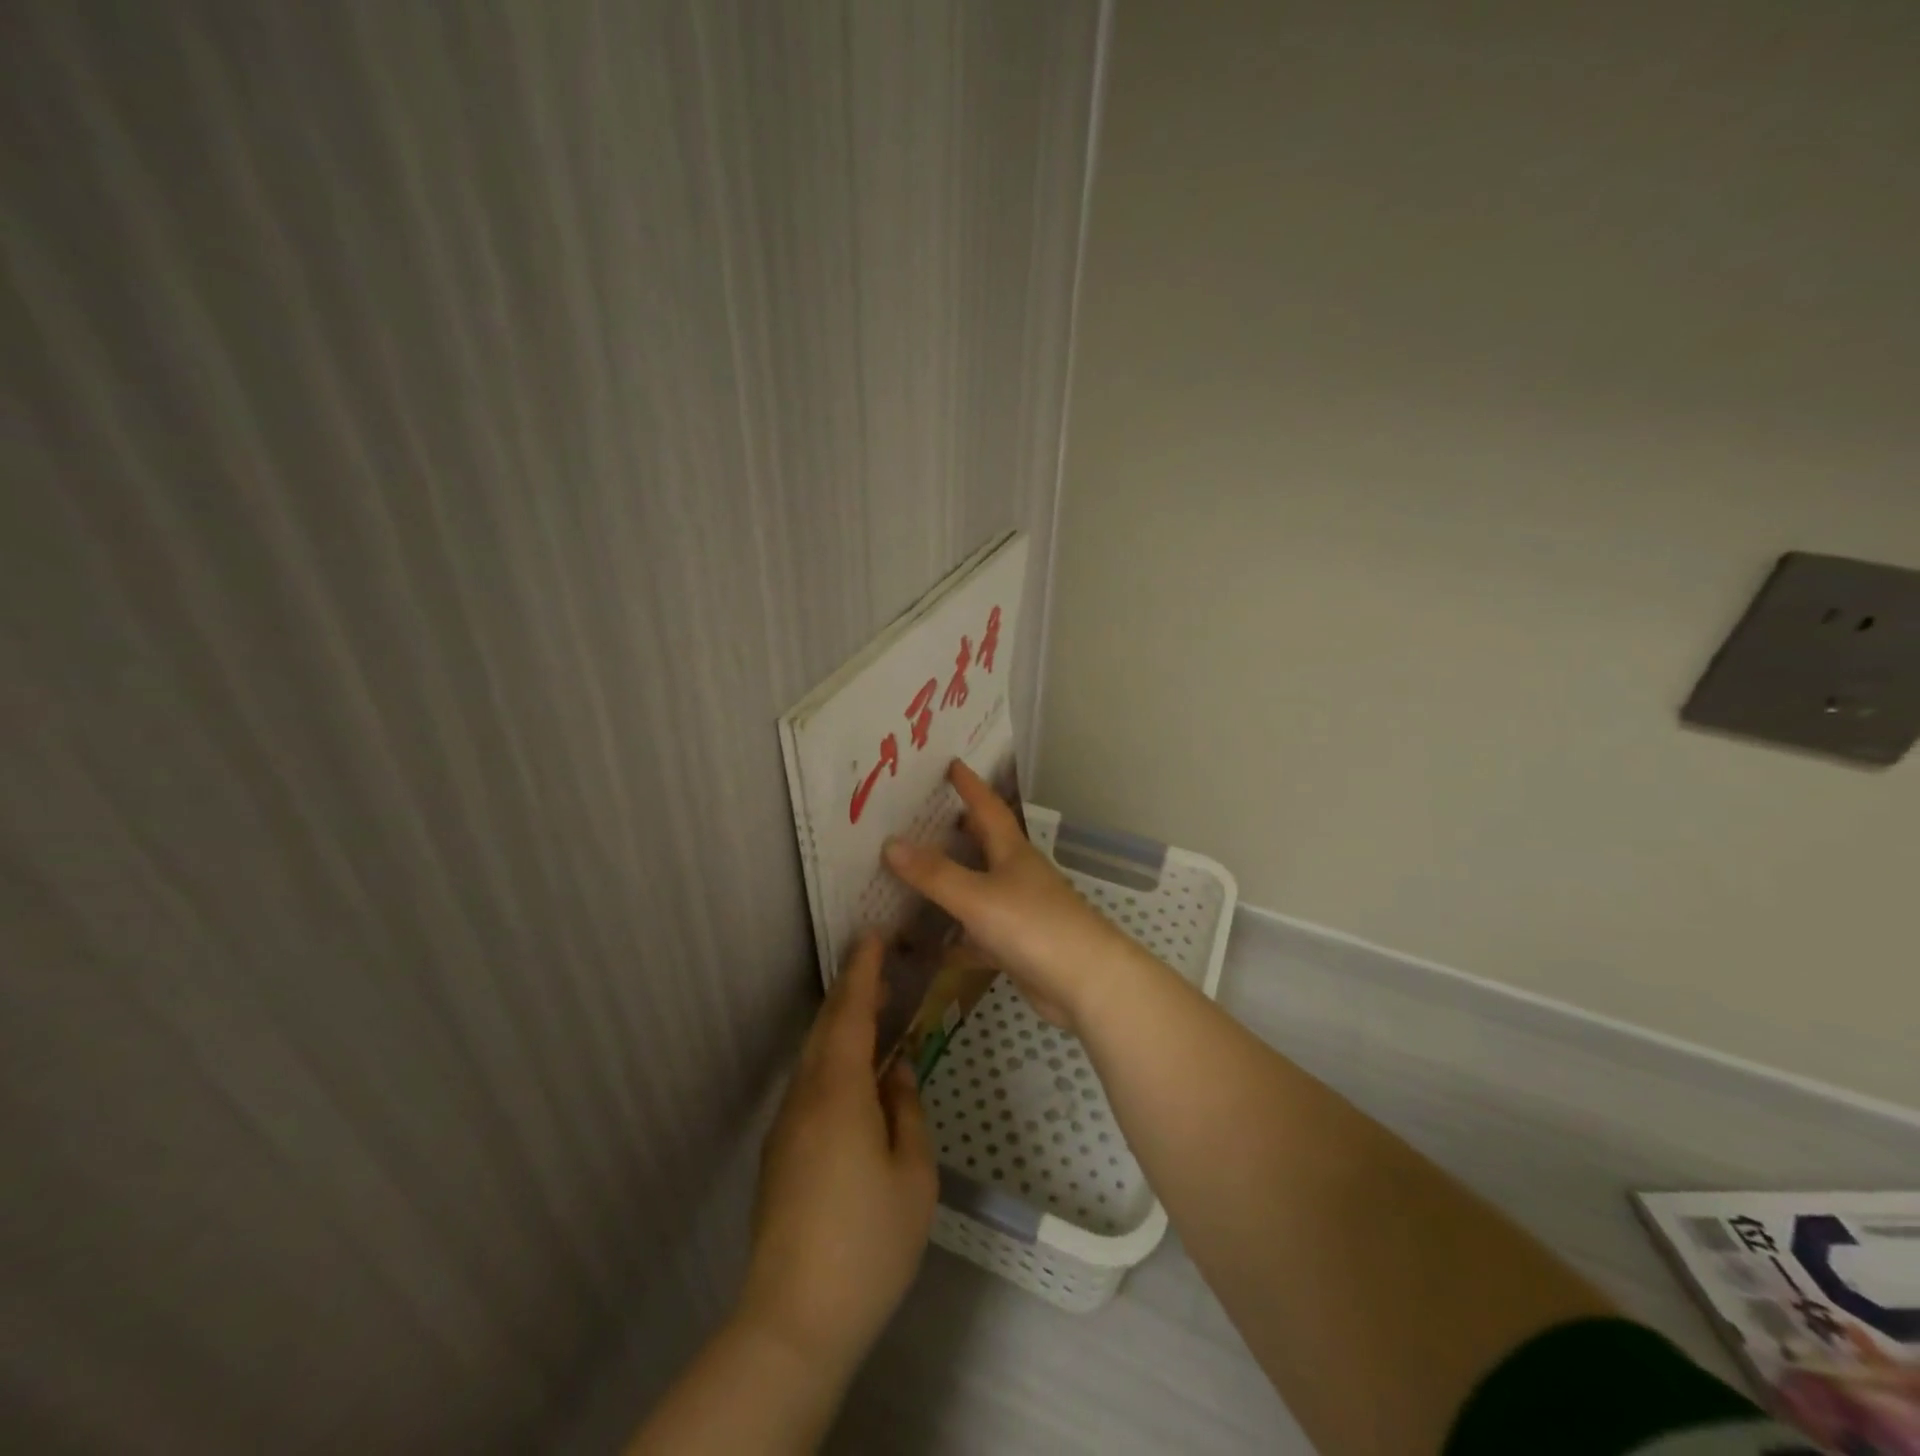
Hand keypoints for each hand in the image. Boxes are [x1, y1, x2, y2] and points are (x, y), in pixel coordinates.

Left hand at [737, 936, 937, 1383]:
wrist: (793, 1320)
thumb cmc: (868, 1243)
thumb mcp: (913, 1174)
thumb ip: (906, 1110)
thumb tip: (896, 1072)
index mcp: (840, 1092)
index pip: (852, 1013)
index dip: (863, 971)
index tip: (872, 935)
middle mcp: (806, 1096)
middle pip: (827, 1027)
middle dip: (851, 989)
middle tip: (877, 961)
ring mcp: (787, 1124)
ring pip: (814, 1055)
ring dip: (840, 1023)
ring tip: (872, 1009)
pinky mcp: (780, 1152)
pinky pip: (809, 1084)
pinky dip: (832, 1058)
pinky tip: (853, 1073)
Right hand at [883, 759, 1134, 1033]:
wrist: (1087, 985)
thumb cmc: (1035, 927)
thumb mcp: (978, 897)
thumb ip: (934, 874)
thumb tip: (890, 842)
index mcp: (1012, 853)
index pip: (988, 807)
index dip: (970, 785)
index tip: (952, 762)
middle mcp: (1017, 876)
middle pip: (984, 845)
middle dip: (957, 829)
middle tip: (922, 817)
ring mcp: (1020, 912)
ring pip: (979, 890)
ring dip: (953, 883)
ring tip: (915, 875)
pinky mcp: (1018, 948)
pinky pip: (979, 935)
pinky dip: (957, 938)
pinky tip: (932, 947)